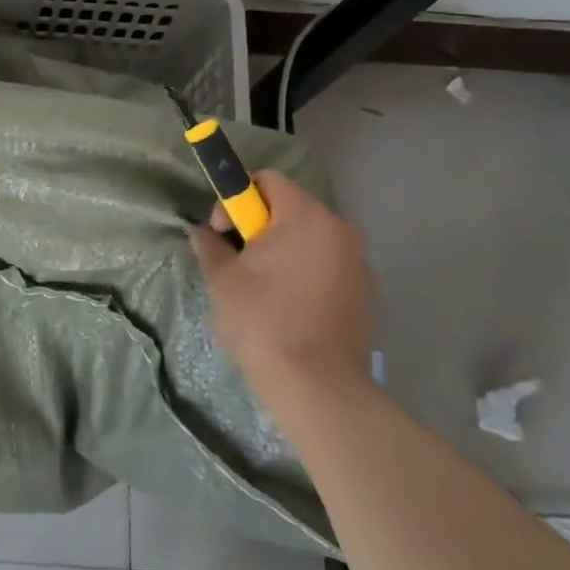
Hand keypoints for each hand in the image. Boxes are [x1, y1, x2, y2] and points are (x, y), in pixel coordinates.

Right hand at [189, 169, 376, 390]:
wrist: (318, 389)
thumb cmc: (264, 322)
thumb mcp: (222, 279)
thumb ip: (210, 246)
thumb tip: (203, 233)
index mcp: (306, 216)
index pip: (267, 180)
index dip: (237, 199)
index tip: (223, 233)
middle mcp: (339, 230)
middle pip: (290, 208)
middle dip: (258, 227)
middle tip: (237, 262)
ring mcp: (359, 263)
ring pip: (309, 239)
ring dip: (282, 251)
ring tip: (260, 288)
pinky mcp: (366, 294)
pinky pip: (327, 266)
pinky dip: (304, 274)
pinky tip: (287, 308)